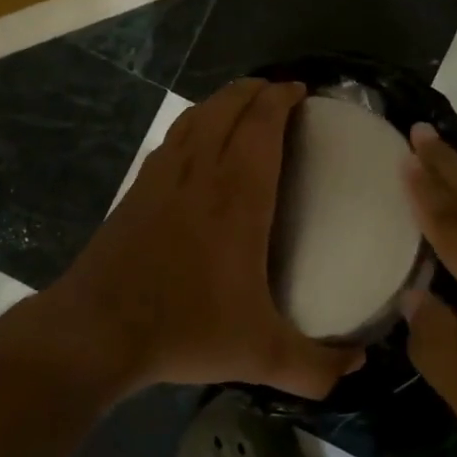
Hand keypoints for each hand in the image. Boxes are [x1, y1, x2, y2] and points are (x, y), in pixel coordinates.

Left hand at [58, 78, 363, 398]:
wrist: (96, 330)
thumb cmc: (184, 328)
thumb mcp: (260, 355)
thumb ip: (315, 366)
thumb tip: (359, 366)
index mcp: (238, 195)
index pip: (262, 124)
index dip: (281, 98)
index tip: (299, 90)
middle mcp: (202, 171)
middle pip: (229, 106)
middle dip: (256, 89)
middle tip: (278, 93)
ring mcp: (164, 175)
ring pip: (197, 115)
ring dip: (223, 99)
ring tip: (243, 103)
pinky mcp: (138, 188)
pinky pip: (173, 137)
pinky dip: (193, 123)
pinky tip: (196, 139)